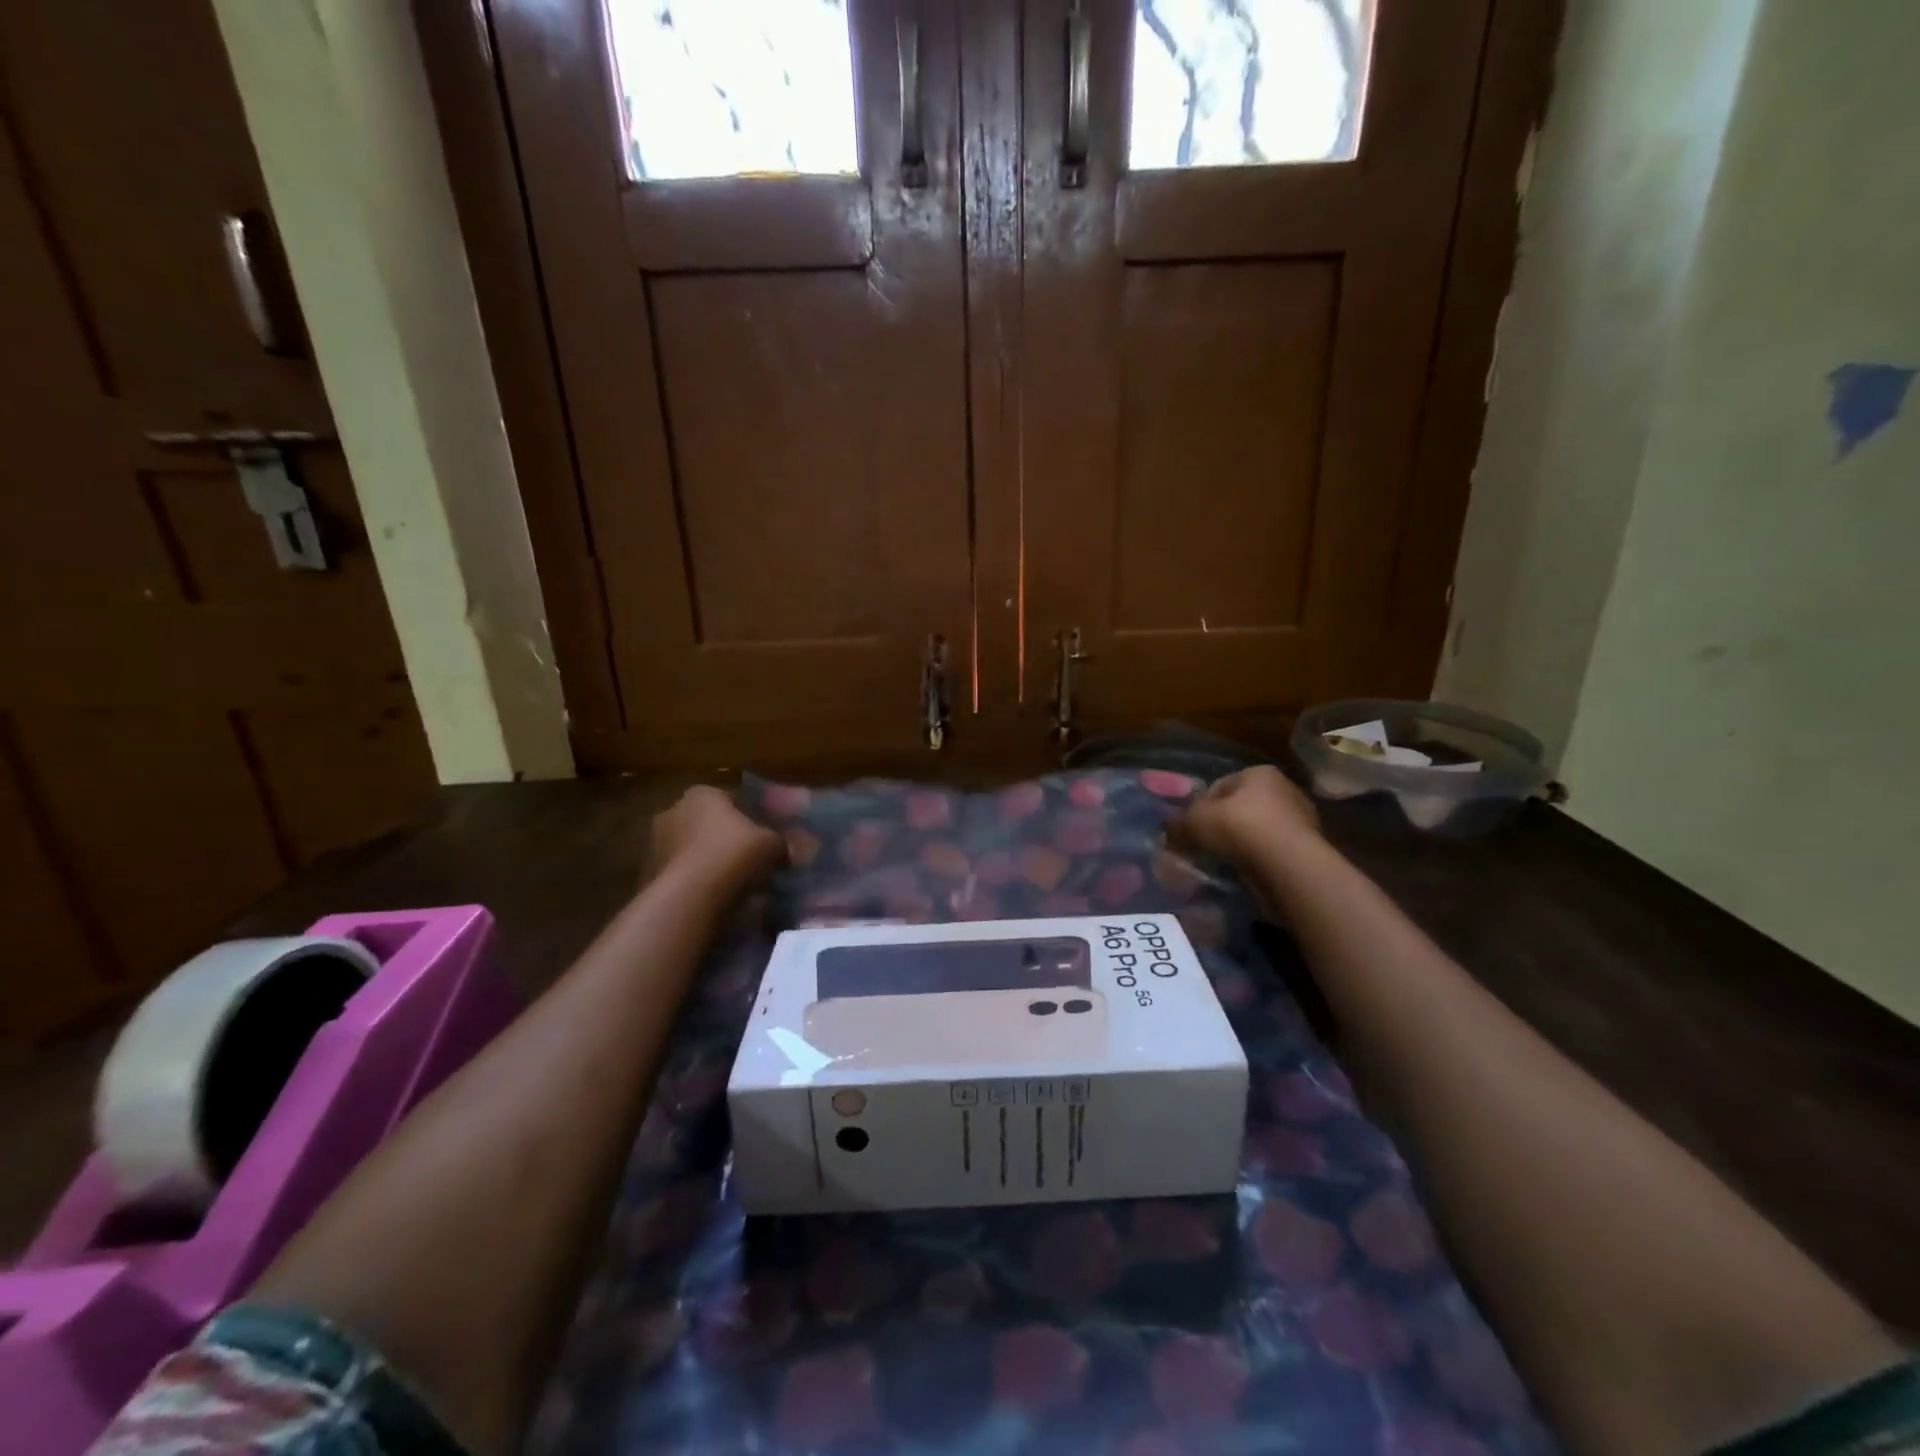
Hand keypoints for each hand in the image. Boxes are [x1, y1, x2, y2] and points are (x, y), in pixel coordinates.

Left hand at [650, 785, 783, 889]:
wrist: (690, 898)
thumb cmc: (733, 855)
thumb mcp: (772, 844)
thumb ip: (781, 842)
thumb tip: (787, 849)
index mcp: (702, 794)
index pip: (730, 799)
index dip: (750, 817)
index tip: (764, 836)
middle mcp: (673, 810)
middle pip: (707, 823)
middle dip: (725, 838)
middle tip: (749, 859)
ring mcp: (655, 843)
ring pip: (691, 849)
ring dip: (707, 861)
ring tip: (732, 882)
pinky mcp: (647, 874)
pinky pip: (680, 873)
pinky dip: (694, 881)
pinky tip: (713, 897)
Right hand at [1172, 766, 1321, 868]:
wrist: (1290, 867)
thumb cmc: (1240, 829)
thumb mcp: (1195, 821)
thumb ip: (1178, 823)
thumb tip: (1168, 830)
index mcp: (1259, 773)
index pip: (1219, 786)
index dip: (1199, 808)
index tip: (1190, 830)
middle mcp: (1285, 789)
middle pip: (1240, 809)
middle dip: (1221, 828)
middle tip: (1203, 849)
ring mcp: (1302, 820)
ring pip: (1257, 833)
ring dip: (1240, 847)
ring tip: (1222, 866)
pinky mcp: (1310, 850)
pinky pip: (1273, 854)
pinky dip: (1258, 863)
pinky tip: (1245, 876)